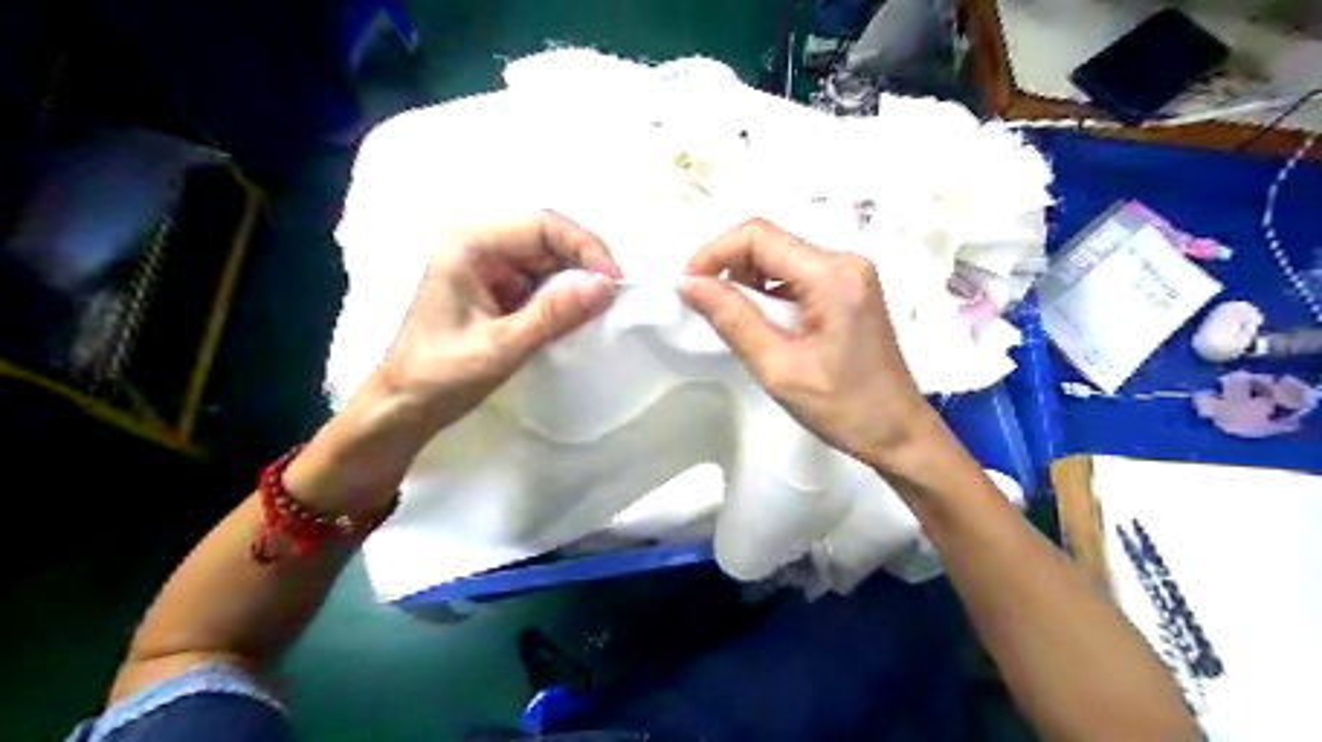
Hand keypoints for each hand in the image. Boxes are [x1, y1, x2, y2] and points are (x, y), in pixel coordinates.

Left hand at [291, 211, 620, 511]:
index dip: (584, 247)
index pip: (541, 225)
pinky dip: (563, 296)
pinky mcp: (497, 287)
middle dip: (584, 264)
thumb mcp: (502, 347)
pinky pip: (541, 280)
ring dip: (576, 281)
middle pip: (548, 237)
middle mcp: (478, 245)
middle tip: (612, 298)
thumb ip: (554, 315)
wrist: (406, 407)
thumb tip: (606, 286)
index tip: (613, 283)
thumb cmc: (442, 376)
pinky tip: (575, 315)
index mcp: (469, 245)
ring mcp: (488, 266)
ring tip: (597, 309)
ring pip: (549, 259)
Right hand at [682, 219, 938, 470]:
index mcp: (832, 275)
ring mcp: (850, 274)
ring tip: (728, 316)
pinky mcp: (849, 290)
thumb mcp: (779, 368)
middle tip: (702, 304)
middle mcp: (844, 262)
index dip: (714, 252)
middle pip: (770, 241)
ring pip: (781, 257)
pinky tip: (759, 320)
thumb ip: (733, 320)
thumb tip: (690, 284)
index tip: (688, 286)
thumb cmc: (844, 408)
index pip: (759, 235)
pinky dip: (769, 290)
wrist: (900, 434)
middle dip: (727, 265)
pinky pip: (797, 275)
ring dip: (746, 279)